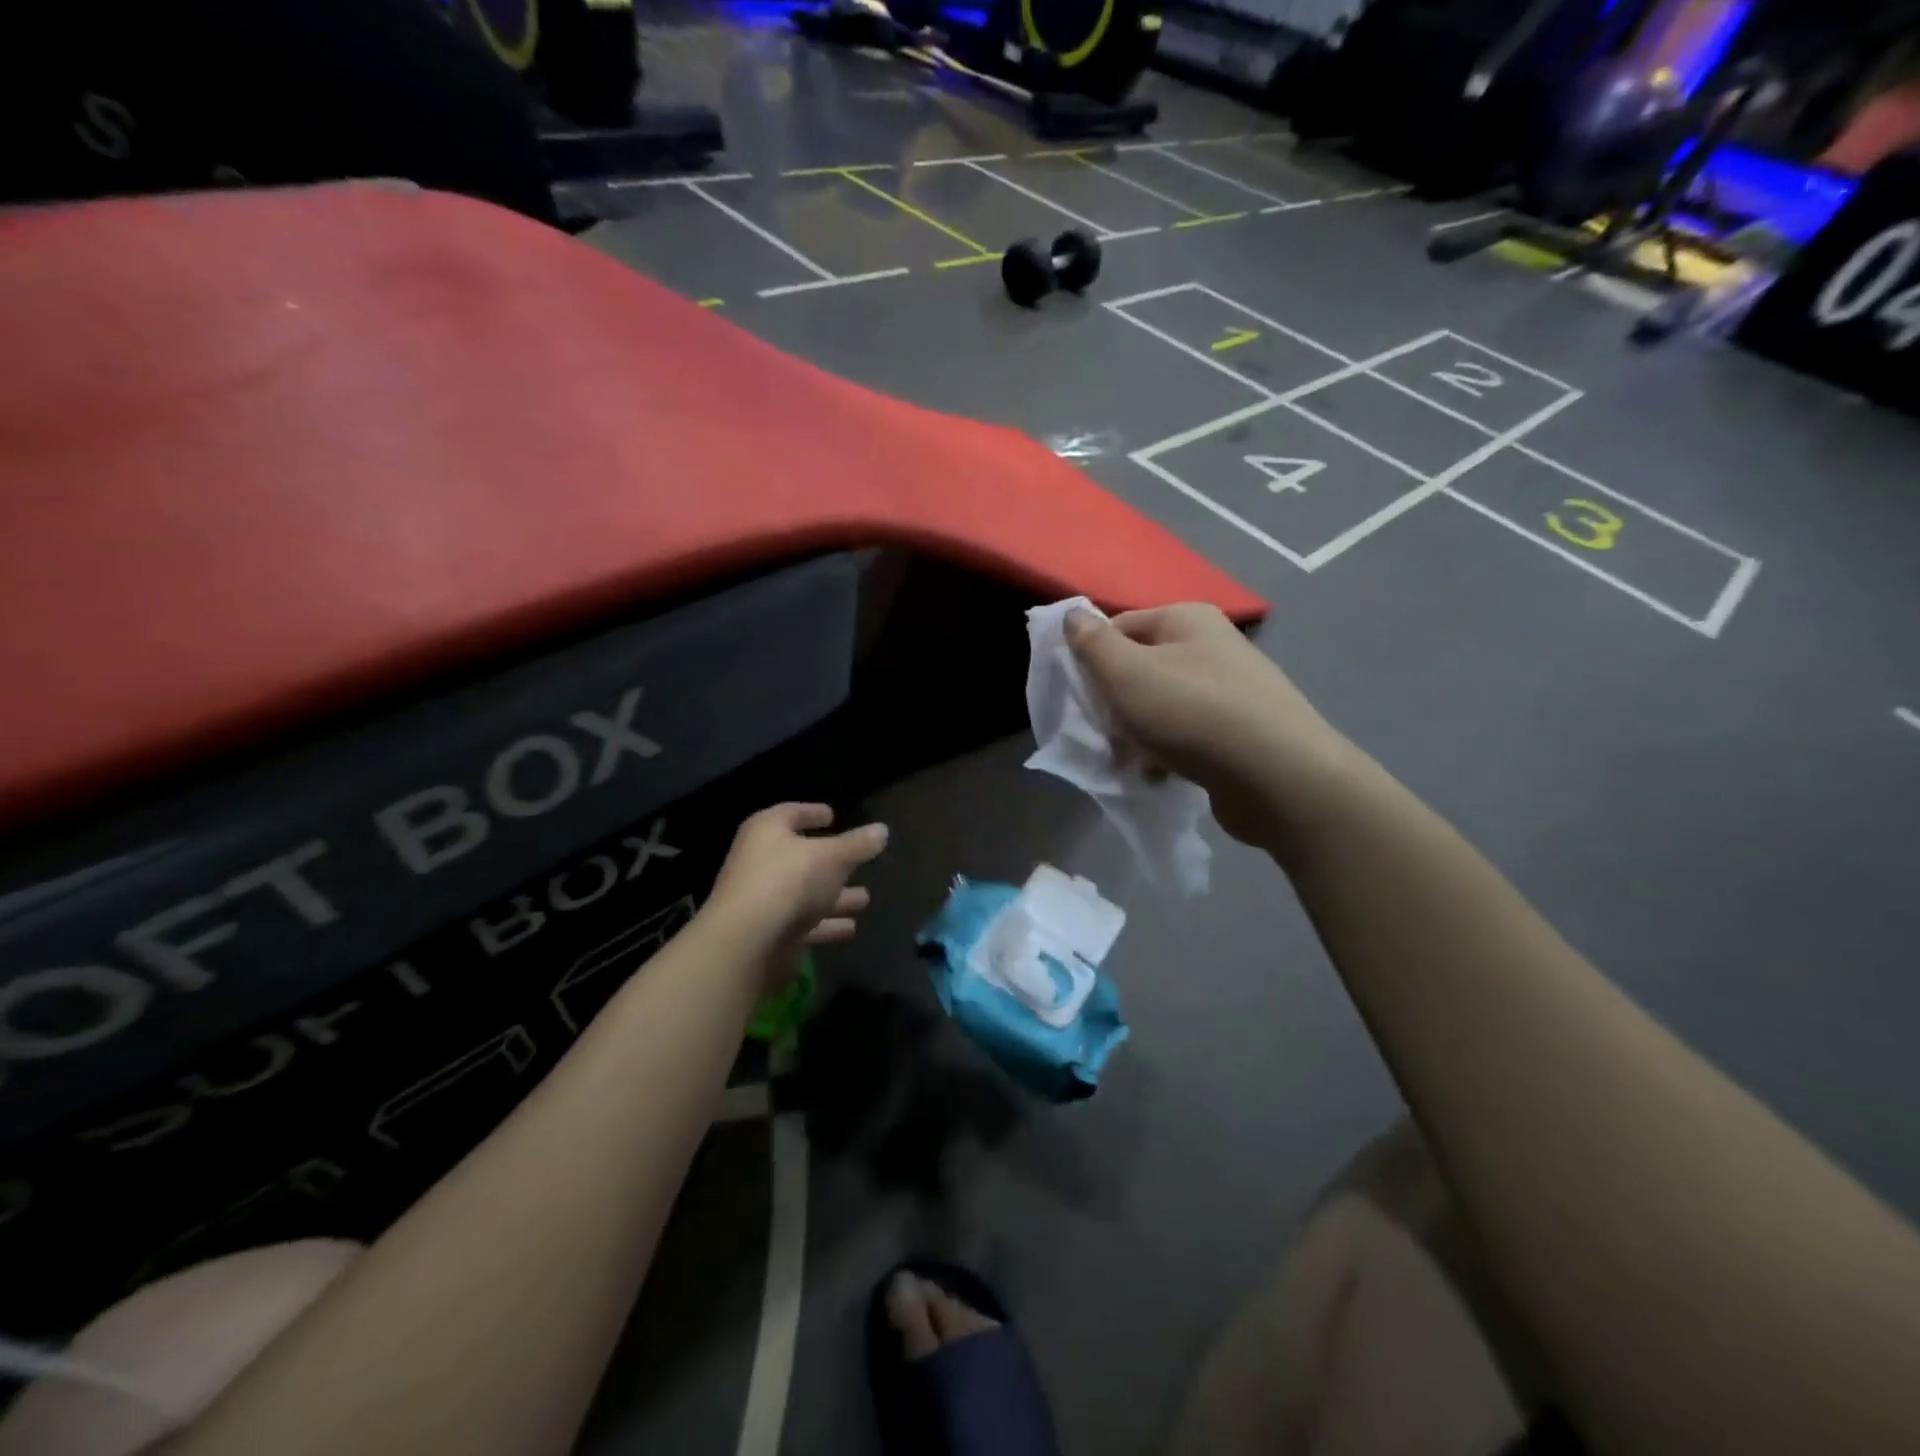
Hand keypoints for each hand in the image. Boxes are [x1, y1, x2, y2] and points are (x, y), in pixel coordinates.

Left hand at [702, 804, 888, 987]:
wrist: (748, 942)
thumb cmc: (789, 881)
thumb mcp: (832, 857)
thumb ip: (858, 845)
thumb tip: (882, 830)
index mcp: (767, 831)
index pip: (792, 813)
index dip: (812, 812)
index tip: (832, 815)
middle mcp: (760, 861)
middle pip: (800, 857)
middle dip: (831, 862)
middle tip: (857, 861)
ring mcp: (763, 899)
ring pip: (805, 893)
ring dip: (834, 897)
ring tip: (865, 898)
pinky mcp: (768, 932)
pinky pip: (803, 923)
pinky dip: (825, 924)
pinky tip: (851, 928)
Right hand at [1064, 604, 1359, 849]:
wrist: (1278, 777)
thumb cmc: (1192, 713)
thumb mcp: (1127, 673)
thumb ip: (1092, 644)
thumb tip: (1071, 614)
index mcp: (1187, 619)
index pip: (1120, 627)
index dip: (1093, 660)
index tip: (1082, 698)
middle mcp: (1212, 646)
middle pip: (1140, 668)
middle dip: (1116, 704)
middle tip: (1108, 733)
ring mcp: (1231, 690)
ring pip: (1161, 706)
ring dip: (1137, 734)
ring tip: (1133, 761)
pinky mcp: (1241, 732)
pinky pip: (1187, 735)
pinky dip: (1168, 753)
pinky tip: (1160, 775)